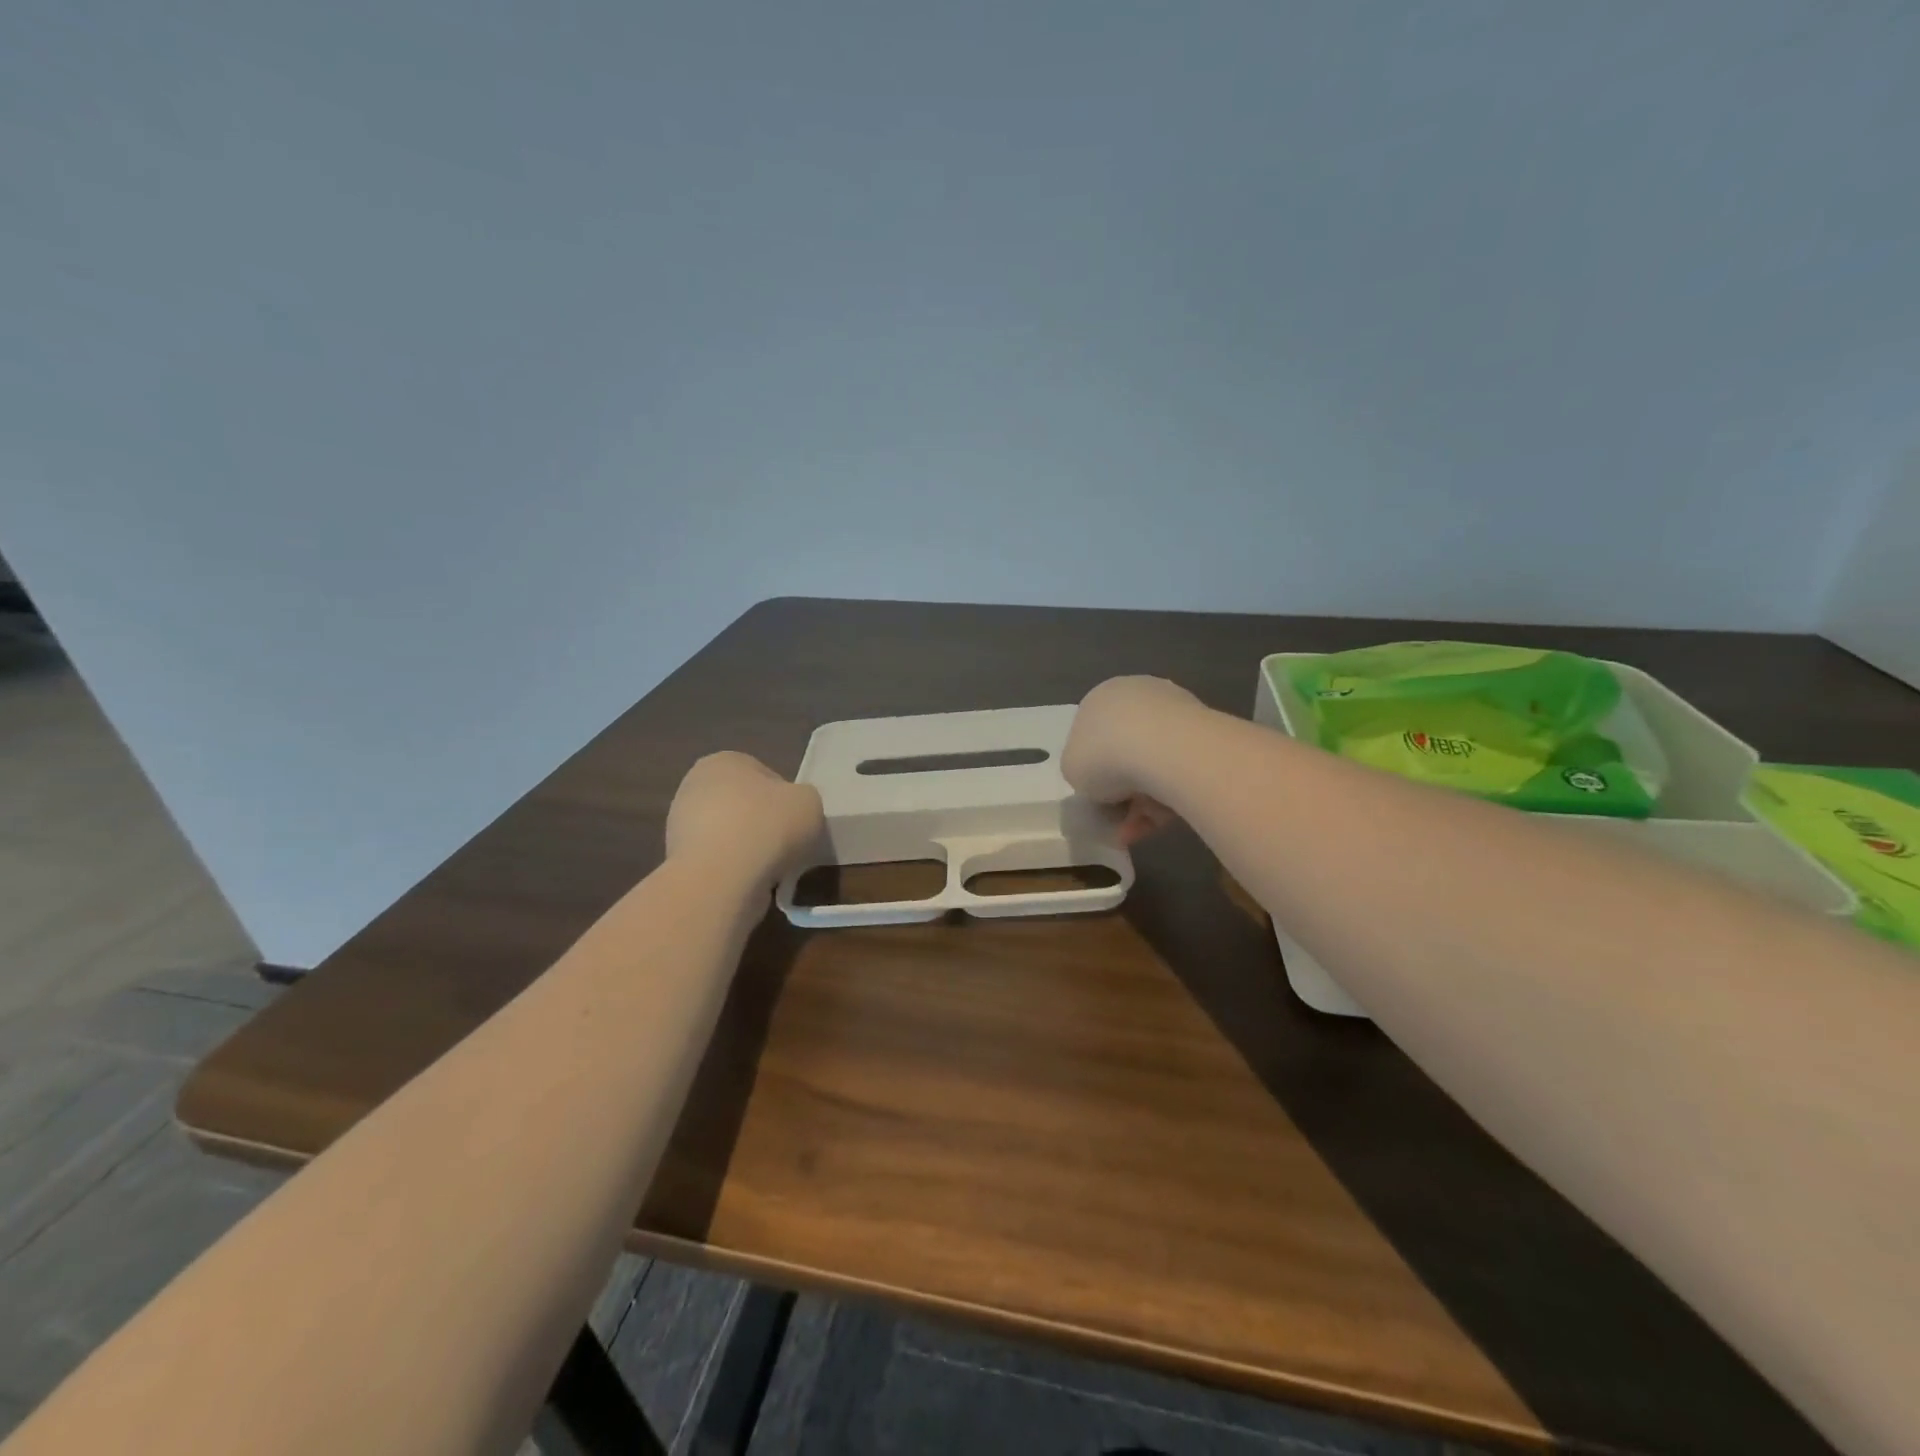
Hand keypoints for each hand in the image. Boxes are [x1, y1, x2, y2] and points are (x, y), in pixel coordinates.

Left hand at [665, 752, 823, 884]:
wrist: (721, 878)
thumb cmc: (767, 826)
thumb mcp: (809, 802)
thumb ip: (803, 798)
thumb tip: (792, 810)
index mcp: (724, 761)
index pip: (764, 775)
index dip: (785, 800)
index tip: (796, 821)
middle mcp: (695, 785)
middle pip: (743, 804)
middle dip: (762, 823)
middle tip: (786, 844)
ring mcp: (680, 824)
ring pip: (729, 834)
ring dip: (748, 848)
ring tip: (770, 868)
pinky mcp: (676, 860)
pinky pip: (717, 860)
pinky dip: (733, 869)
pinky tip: (748, 881)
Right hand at [1062, 676, 1203, 845]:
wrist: (1166, 750)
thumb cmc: (1105, 755)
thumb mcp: (1071, 770)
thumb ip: (1082, 772)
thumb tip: (1102, 779)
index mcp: (1101, 698)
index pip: (1094, 737)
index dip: (1094, 772)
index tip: (1098, 799)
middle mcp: (1139, 696)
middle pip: (1126, 751)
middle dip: (1123, 790)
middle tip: (1120, 820)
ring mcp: (1176, 710)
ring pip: (1155, 765)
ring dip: (1145, 801)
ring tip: (1140, 830)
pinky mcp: (1206, 731)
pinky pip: (1181, 770)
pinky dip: (1171, 797)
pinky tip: (1161, 821)